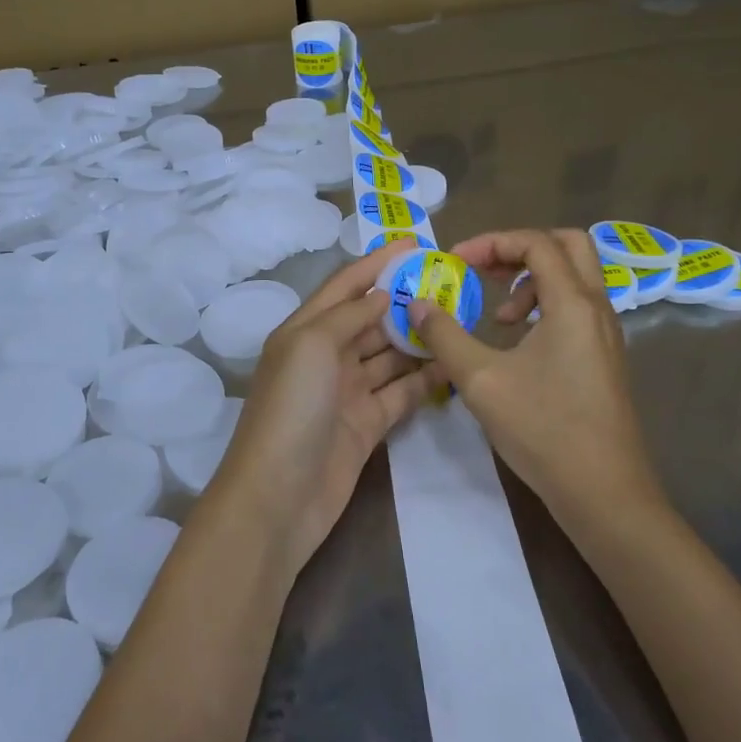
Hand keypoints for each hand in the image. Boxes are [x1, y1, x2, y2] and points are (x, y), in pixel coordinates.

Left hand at [209, 247, 441, 573]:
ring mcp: (348, 391)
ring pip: (390, 354)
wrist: (279, 497)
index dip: (376, 263)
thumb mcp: (311, 345)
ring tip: (460, 317)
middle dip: (405, 300)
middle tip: (452, 284)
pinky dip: (425, 377)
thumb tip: (381, 294)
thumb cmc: (291, 409)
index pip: (345, 286)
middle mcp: (326, 356)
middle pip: (370, 318)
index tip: (416, 244)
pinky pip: (402, 391)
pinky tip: (453, 362)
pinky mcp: (368, 423)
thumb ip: (348, 314)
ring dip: (419, 337)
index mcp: (304, 330)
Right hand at [407, 228, 660, 524]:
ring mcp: (605, 334)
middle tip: (484, 269)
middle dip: (520, 248)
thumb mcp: (481, 380)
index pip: (536, 243)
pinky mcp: (604, 357)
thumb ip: (445, 336)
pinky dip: (545, 306)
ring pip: (575, 278)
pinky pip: (577, 307)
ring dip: (533, 280)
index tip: (455, 261)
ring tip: (498, 315)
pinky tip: (519, 343)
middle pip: (568, 246)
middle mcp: (597, 309)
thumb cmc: (543, 429)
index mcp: (572, 304)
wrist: (603, 492)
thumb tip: (417, 303)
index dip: (492, 242)